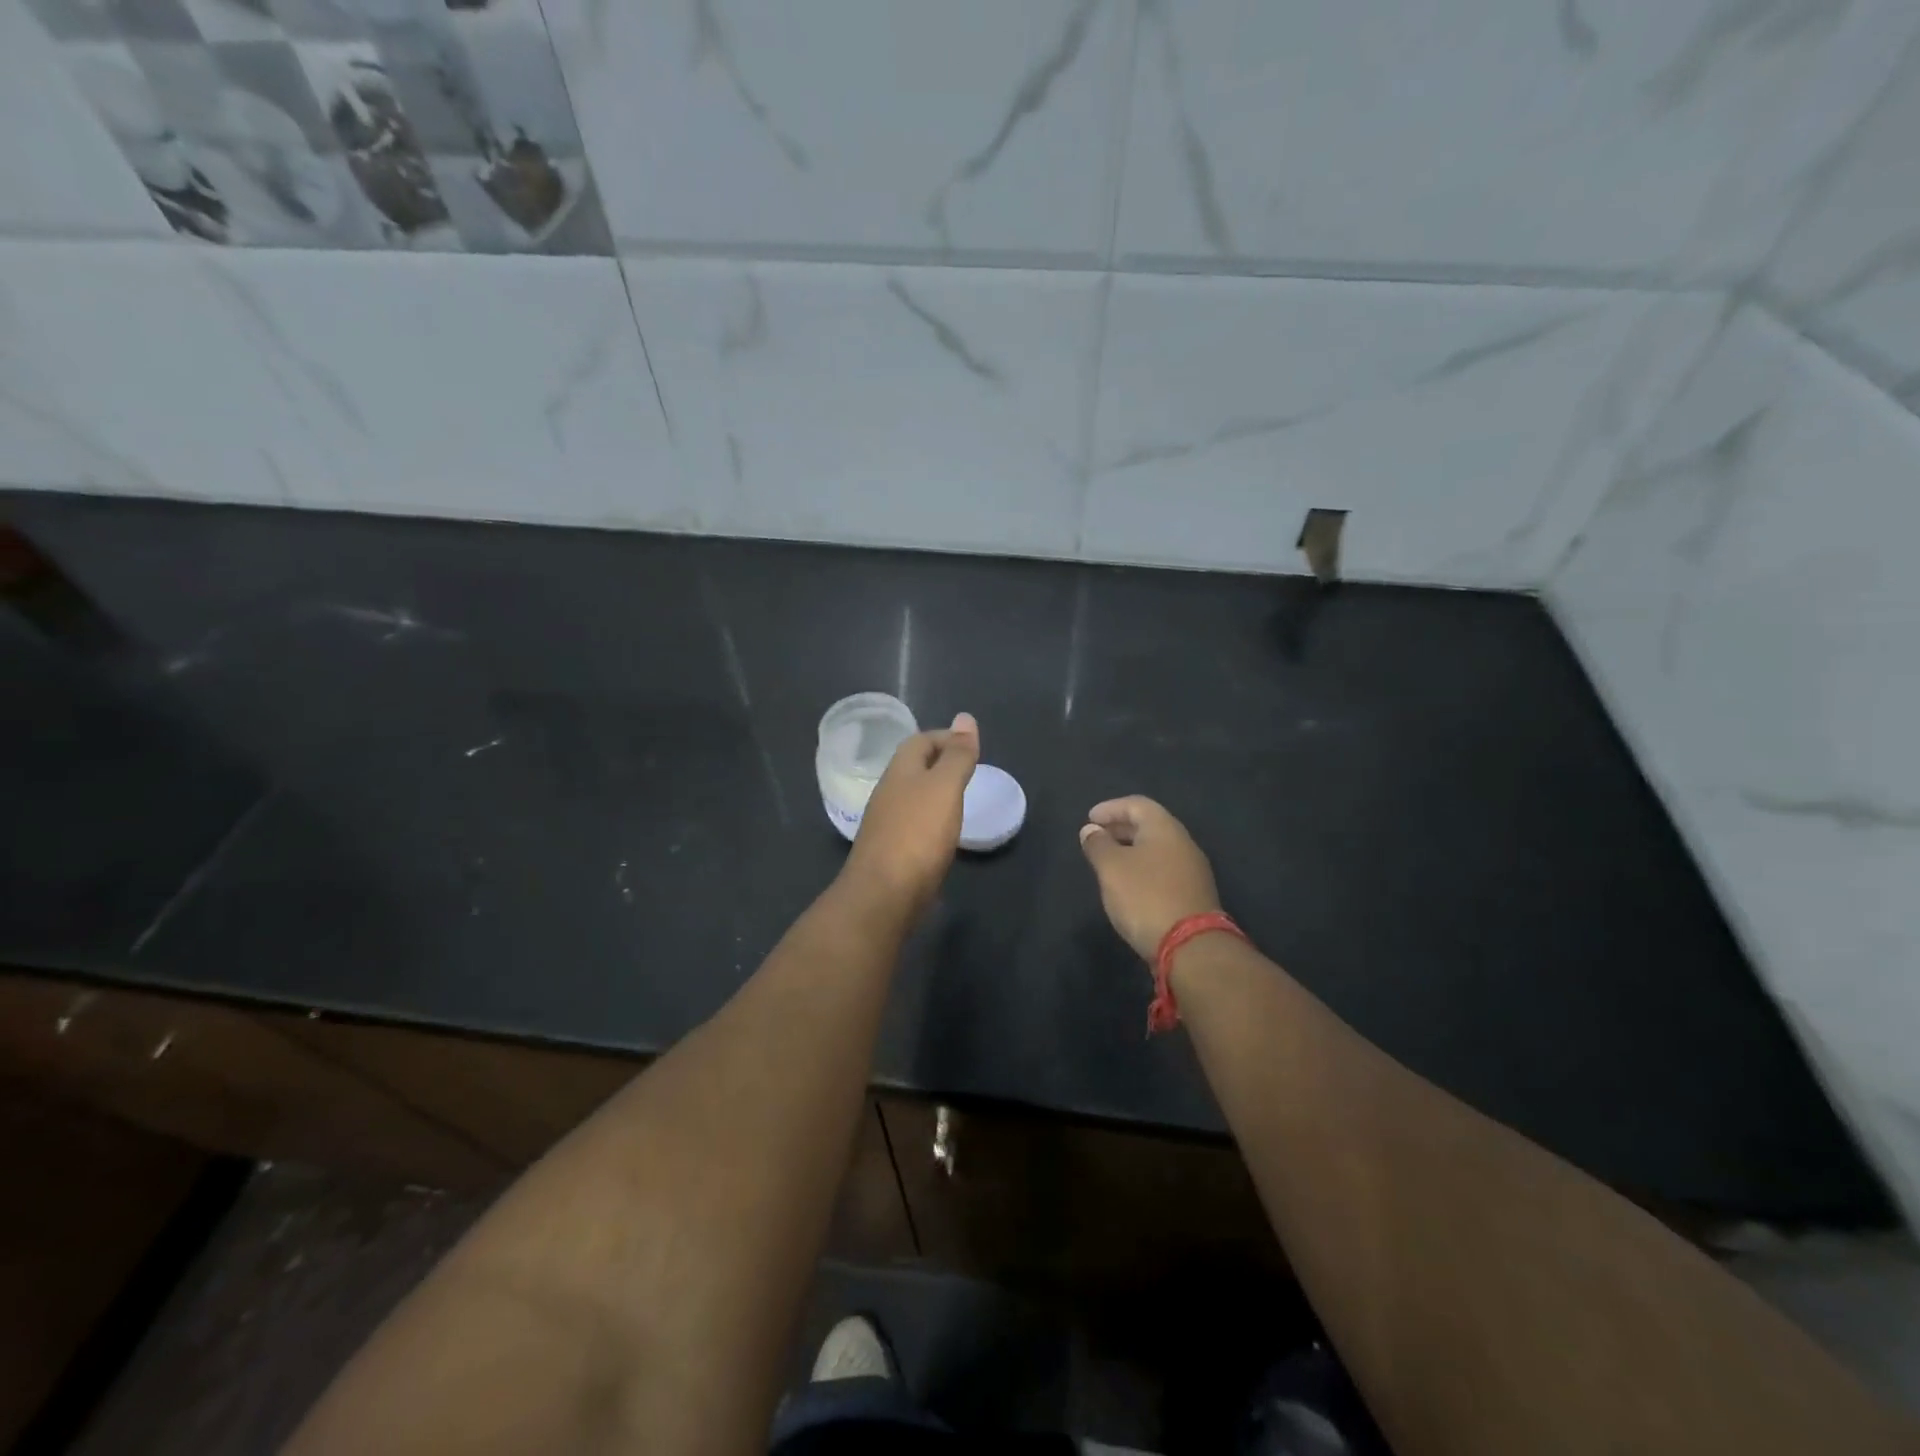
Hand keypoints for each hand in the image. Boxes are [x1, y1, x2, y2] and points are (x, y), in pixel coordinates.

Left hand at [843, 713, 978, 915]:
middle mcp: (888, 793)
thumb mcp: (944, 788)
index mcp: (899, 772)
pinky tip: (945, 834)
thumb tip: (965, 717)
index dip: (945, 737)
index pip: (920, 741)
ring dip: (935, 792)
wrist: (883, 896)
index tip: (972, 747)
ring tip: (962, 800)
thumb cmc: (917, 835)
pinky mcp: (892, 852)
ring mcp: (887, 824)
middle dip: (940, 763)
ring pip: (913, 797)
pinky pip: (913, 824)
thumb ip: (956, 756)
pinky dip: (931, 820)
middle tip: (970, 771)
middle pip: (914, 768)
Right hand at [1078, 796, 1220, 960]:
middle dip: (1120, 828)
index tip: (1089, 819)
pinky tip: (1129, 885)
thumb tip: (1091, 830)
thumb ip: (1098, 845)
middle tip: (1096, 837)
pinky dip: (1143, 869)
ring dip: (1131, 850)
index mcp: (1165, 829)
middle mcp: (1183, 843)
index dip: (1111, 808)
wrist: (1191, 947)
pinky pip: (1163, 870)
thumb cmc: (1145, 897)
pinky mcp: (1193, 895)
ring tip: (1108, 862)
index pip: (1137, 804)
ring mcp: (1192, 870)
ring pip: (1157, 849)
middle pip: (1149, 825)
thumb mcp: (1111, 868)